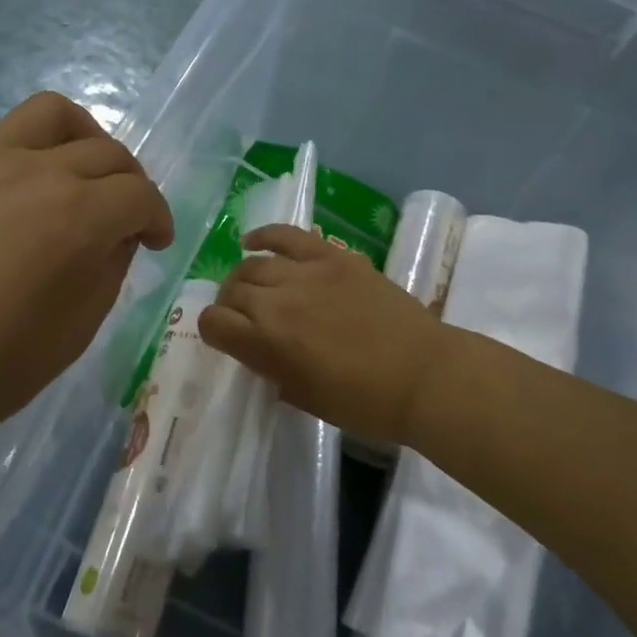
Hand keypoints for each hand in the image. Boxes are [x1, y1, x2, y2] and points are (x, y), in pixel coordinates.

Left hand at [0, 93, 173, 457]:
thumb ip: (109, 268)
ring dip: (85, 139)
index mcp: (76, 215)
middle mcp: (36, 172)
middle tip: (124, 218)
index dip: (159, 217)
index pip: (139, 195)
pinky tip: (16, 205)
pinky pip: (4, 143)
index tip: (156, 242)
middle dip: (131, 183)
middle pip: (107, 152)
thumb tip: (115, 235)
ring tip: (81, 173)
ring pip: (52, 115)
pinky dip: (32, 160)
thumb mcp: (76, 330)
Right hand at [199, 225, 450, 447]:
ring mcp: (305, 272)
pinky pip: (286, 235)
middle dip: (230, 305)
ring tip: (254, 286)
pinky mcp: (331, 255)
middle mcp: (277, 301)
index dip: (213, 330)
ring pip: (253, 264)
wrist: (424, 374)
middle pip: (232, 290)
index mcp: (267, 344)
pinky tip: (252, 242)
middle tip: (246, 317)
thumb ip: (273, 372)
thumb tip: (259, 353)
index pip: (213, 323)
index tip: (225, 338)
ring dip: (245, 276)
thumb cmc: (365, 402)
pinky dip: (264, 235)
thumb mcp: (306, 398)